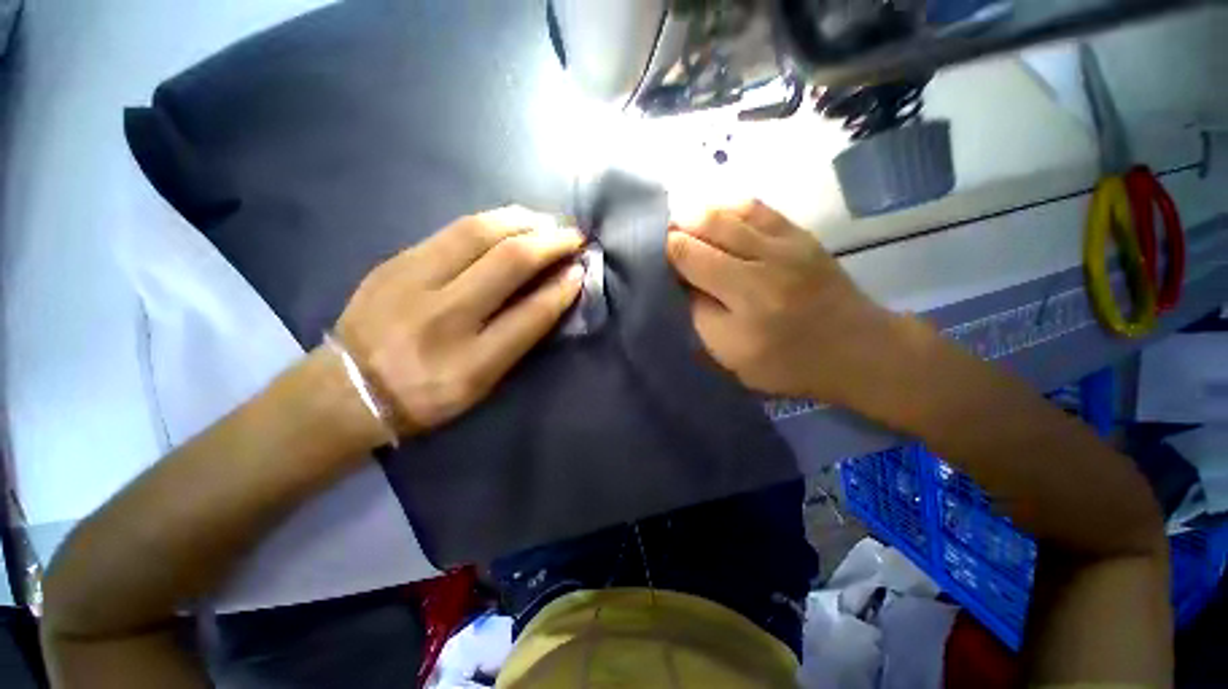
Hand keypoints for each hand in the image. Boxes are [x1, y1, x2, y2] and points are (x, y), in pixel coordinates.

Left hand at [336, 207, 584, 433]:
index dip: (563, 288)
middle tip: (574, 235)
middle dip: (550, 242)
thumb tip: (556, 291)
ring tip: (548, 221)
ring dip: (523, 221)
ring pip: (478, 232)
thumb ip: (520, 337)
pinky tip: (510, 221)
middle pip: (508, 262)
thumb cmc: (428, 394)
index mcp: (470, 363)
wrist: (348, 388)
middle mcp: (442, 318)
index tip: (581, 270)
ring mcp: (412, 281)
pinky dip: (492, 220)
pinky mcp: (395, 260)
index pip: (531, 315)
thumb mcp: (483, 383)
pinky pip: (453, 229)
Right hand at [667, 200, 907, 407]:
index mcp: (746, 297)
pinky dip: (729, 206)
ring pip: (729, 210)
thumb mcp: (730, 355)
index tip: (652, 254)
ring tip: (680, 221)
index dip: (665, 250)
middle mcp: (766, 260)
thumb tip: (680, 281)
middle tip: (661, 234)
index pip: (690, 256)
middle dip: (677, 226)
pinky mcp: (801, 234)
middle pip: (707, 225)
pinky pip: (757, 208)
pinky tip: (715, 212)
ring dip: (698, 212)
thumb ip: (699, 315)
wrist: (857, 350)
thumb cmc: (787, 363)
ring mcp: (787, 241)